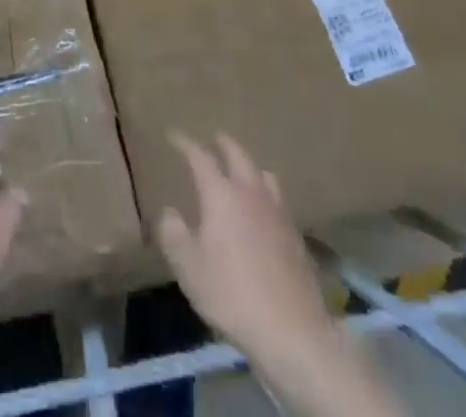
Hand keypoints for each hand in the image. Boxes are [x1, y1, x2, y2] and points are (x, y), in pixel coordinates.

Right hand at [158, 133, 399, 416]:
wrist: (292, 331)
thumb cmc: (232, 294)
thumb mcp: (189, 267)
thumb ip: (173, 234)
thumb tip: (169, 211)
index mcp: (221, 194)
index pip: (200, 157)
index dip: (185, 143)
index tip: (173, 134)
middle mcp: (250, 193)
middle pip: (238, 155)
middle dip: (223, 144)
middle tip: (214, 138)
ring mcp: (278, 212)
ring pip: (263, 175)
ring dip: (249, 166)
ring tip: (241, 171)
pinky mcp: (296, 235)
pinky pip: (278, 201)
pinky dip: (266, 194)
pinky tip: (263, 212)